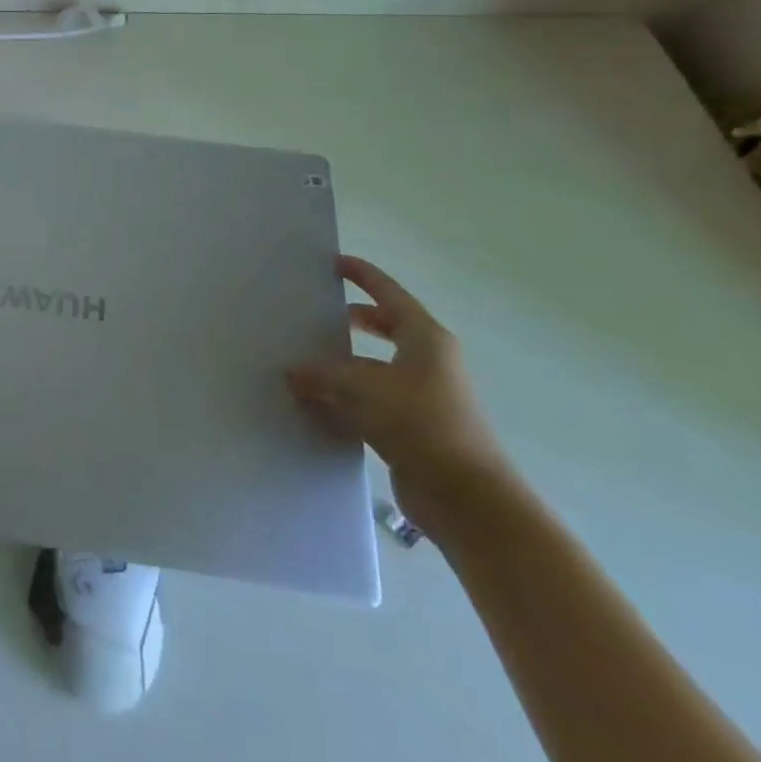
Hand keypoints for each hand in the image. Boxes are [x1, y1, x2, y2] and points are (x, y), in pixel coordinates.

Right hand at [286, 255, 511, 532]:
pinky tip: (315, 404)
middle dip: (351, 320)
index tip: (334, 262)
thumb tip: (292, 373)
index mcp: (425, 338)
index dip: (363, 275)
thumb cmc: (421, 423)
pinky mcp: (414, 430)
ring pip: (374, 368)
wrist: (467, 499)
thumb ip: (322, 375)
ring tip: (302, 362)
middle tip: (315, 314)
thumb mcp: (362, 388)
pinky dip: (346, 399)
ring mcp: (423, 397)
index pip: (388, 294)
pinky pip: (372, 402)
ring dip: (342, 365)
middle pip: (384, 328)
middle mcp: (428, 362)